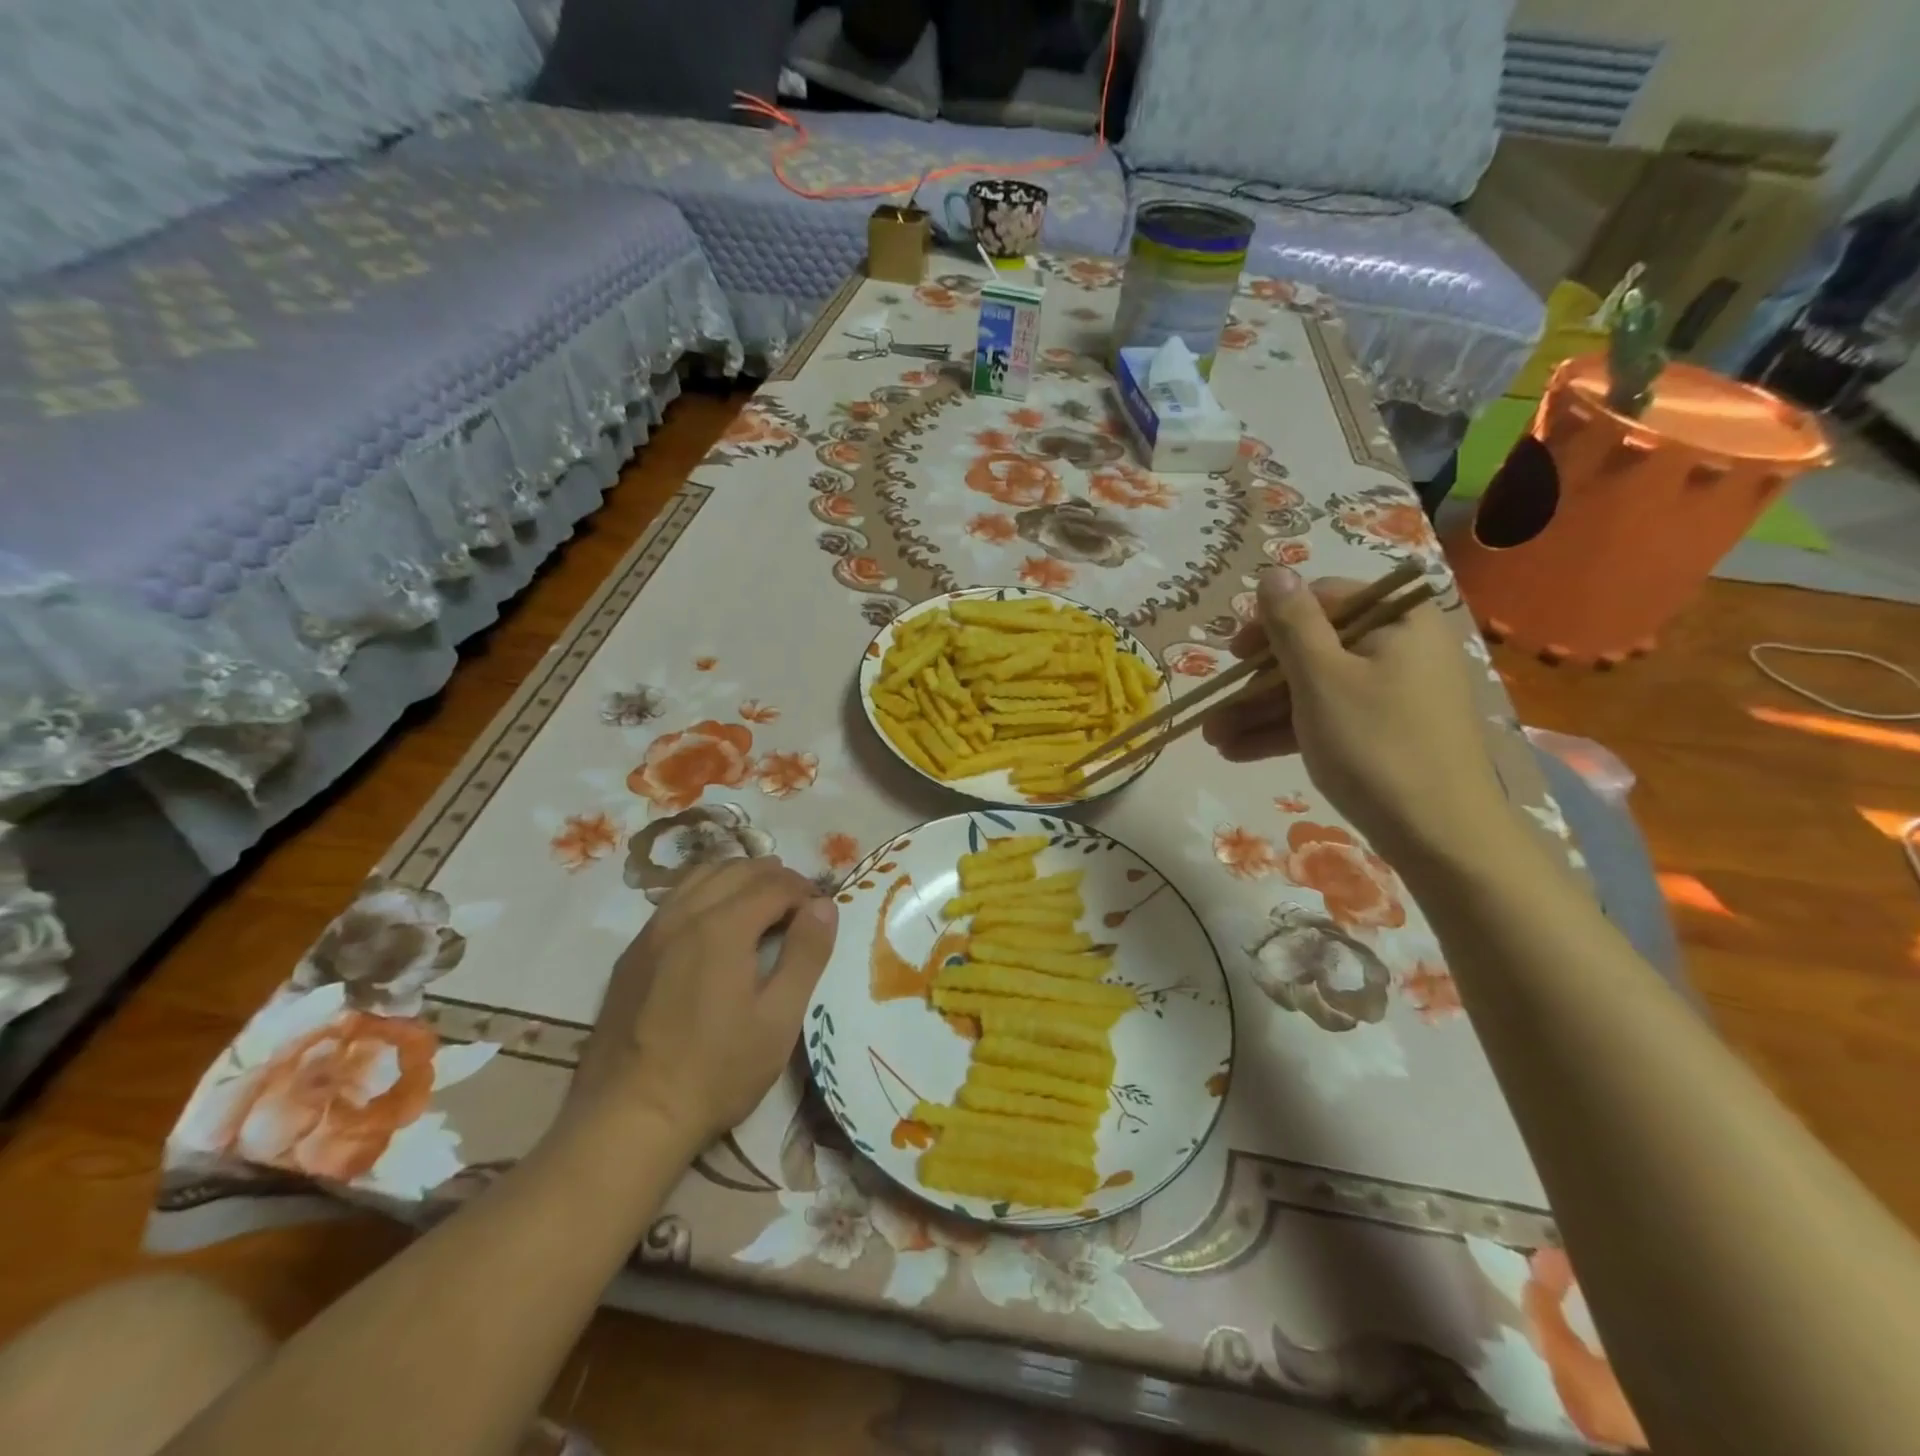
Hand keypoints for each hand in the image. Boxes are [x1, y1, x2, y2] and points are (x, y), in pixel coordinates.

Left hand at [562, 858, 838, 1151]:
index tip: (822, 911)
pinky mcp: (632, 953)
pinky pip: (675, 899)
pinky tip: (717, 923)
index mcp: (723, 927)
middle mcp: (683, 915)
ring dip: (739, 878)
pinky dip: (707, 892)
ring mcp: (651, 932)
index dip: (805, 890)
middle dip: (775, 877)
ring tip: (762, 903)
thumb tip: (824, 906)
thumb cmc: (717, 1071)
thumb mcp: (779, 1019)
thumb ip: (806, 955)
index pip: (774, 884)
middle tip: (800, 904)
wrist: (629, 1118)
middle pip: (737, 869)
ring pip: (701, 876)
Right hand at [1201, 567, 1511, 860]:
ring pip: (1313, 689)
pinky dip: (1286, 732)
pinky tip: (1238, 753)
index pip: (1323, 600)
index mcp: (1396, 621)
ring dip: (1260, 713)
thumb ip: (1292, 623)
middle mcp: (1398, 649)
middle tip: (1214, 708)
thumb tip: (1273, 573)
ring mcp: (1392, 694)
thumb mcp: (1322, 678)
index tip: (1232, 655)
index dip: (1270, 624)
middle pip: (1313, 649)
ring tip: (1213, 739)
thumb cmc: (1375, 744)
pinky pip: (1327, 718)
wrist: (1440, 836)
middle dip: (1255, 683)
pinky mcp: (1384, 732)